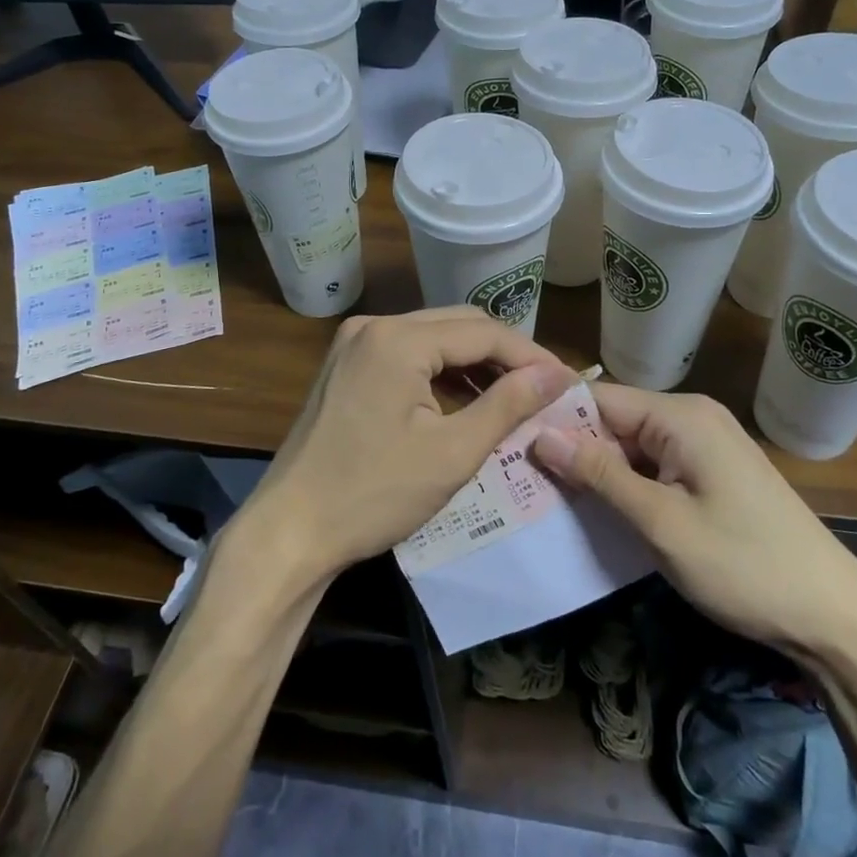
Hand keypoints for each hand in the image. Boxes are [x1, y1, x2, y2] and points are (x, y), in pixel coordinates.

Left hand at [238, 309, 574, 587]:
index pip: (482, 332)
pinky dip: (441, 373)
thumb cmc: (373, 495)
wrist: (290, 530)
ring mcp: (354, 344)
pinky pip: (407, 355)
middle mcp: (374, 326)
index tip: (566, 383)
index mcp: (397, 338)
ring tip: (514, 396)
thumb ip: (507, 405)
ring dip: (473, 363)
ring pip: (432, 339)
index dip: (530, 355)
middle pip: (457, 326)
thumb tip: (556, 375)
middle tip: (544, 389)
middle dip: (504, 355)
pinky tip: (465, 399)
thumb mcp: (452, 453)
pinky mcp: (346, 366)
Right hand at [533, 386, 856, 661]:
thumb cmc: (744, 566)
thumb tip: (541, 435)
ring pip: (632, 446)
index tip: (510, 447)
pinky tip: (597, 509)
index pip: (598, 399)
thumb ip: (599, 475)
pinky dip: (626, 485)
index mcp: (681, 416)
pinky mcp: (713, 472)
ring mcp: (706, 445)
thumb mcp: (661, 523)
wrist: (835, 617)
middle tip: (521, 480)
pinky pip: (655, 466)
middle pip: (614, 421)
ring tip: (546, 496)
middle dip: (573, 449)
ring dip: (597, 471)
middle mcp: (693, 417)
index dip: (554, 421)